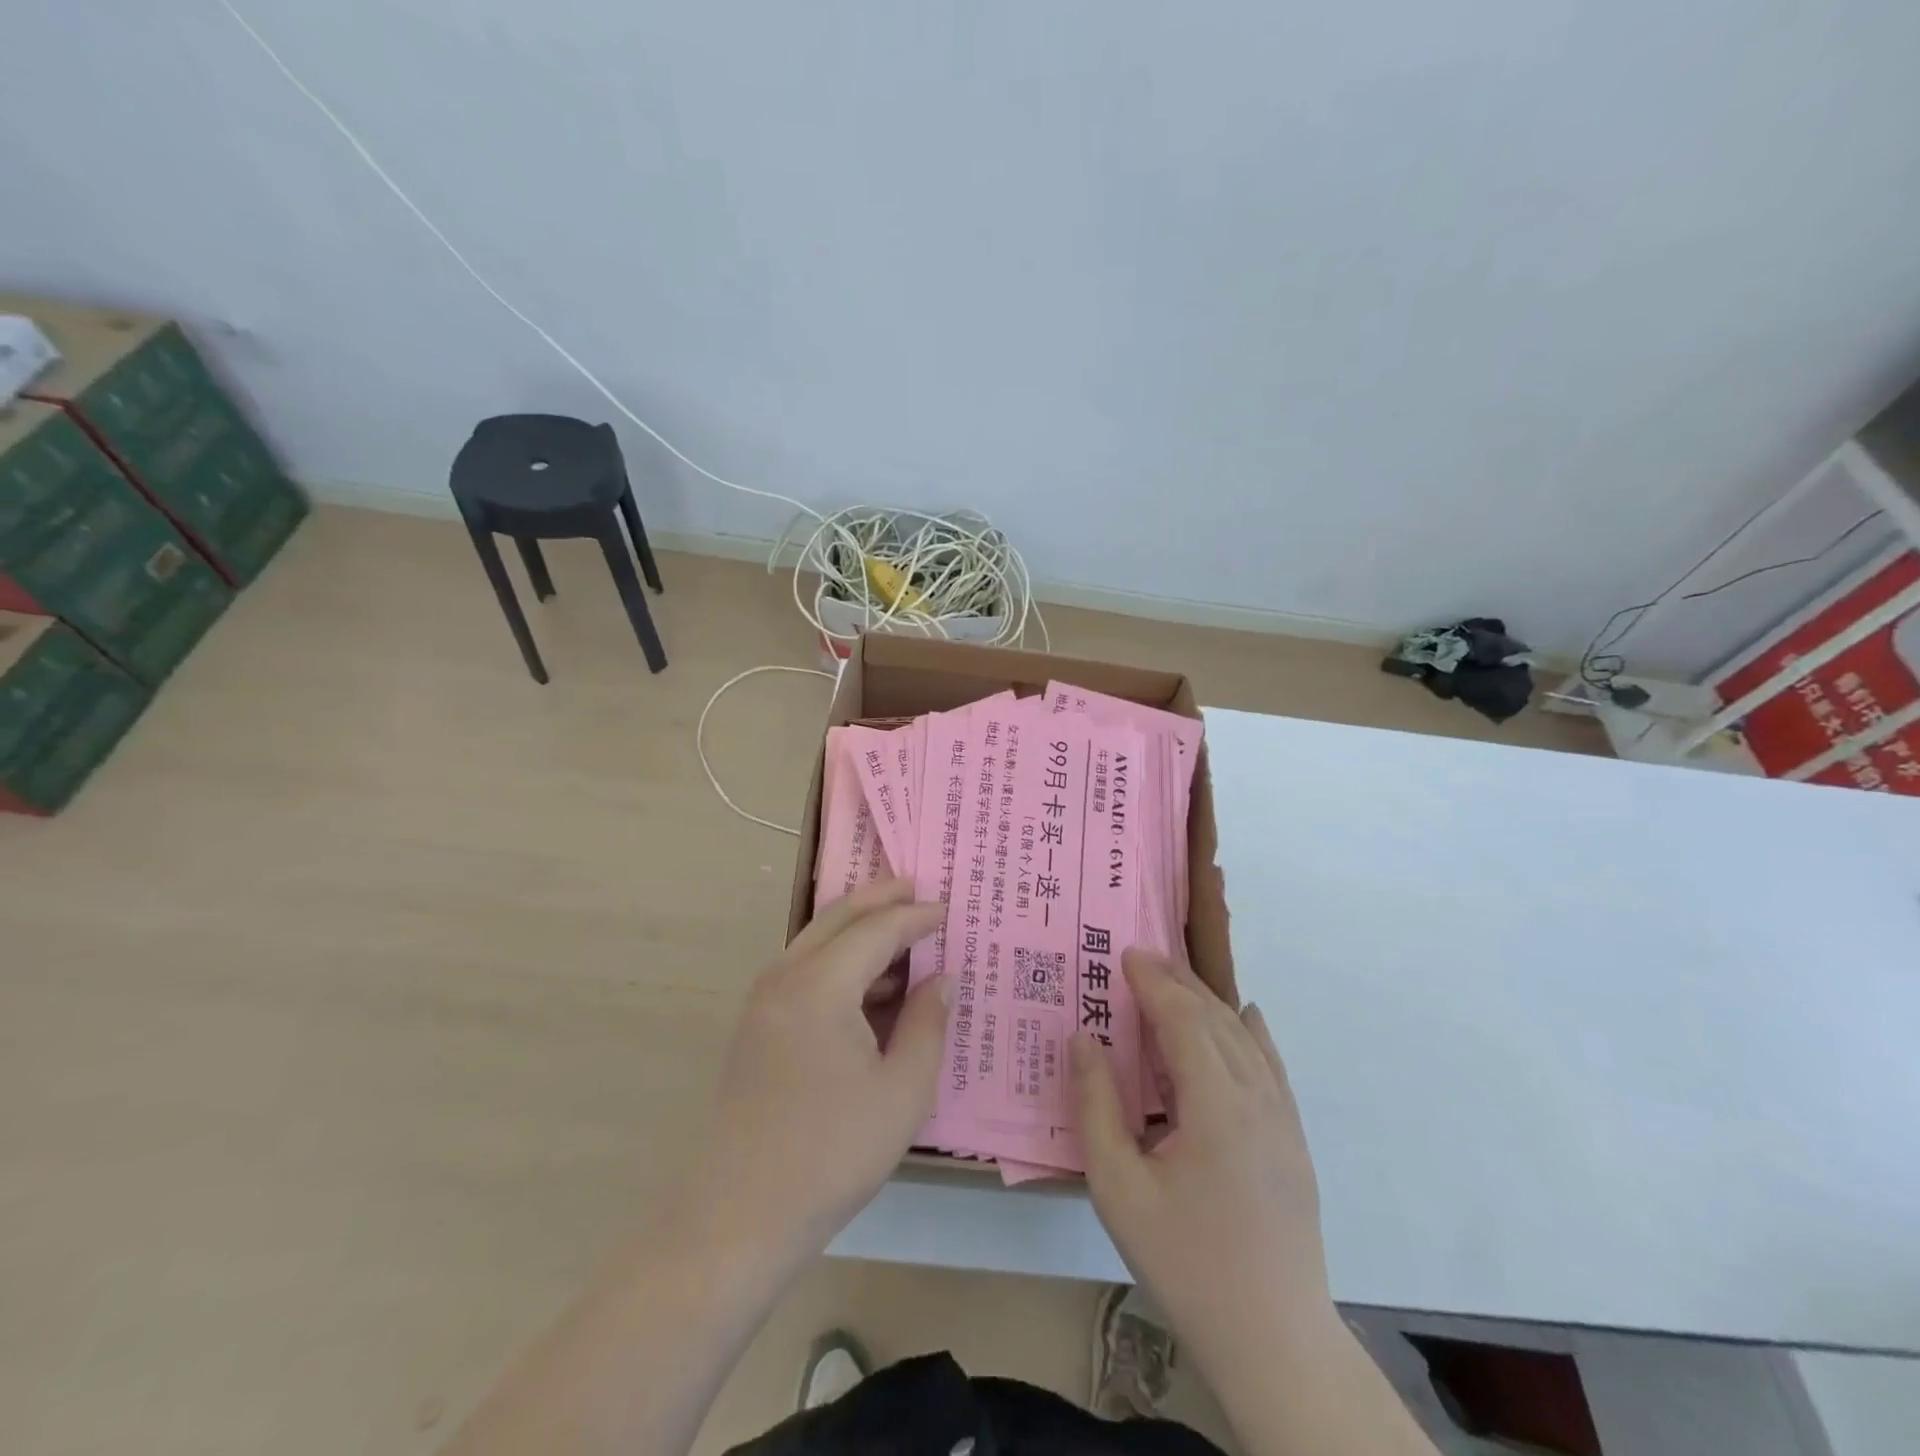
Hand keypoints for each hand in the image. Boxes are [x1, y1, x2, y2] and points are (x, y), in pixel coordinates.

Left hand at [680, 879, 949, 1265]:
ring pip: (816, 940)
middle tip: (916, 887)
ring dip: (858, 929)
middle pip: (838, 917)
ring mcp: (763, 1000)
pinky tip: (869, 985)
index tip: (948, 910)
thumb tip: (940, 978)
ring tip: (901, 934)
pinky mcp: (756, 1025)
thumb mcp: (903, 1091)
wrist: (740, 1215)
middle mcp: (785, 977)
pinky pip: (803, 969)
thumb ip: (927, 1024)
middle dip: (879, 898)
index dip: (915, 917)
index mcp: (820, 985)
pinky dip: (838, 960)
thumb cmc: (832, 1153)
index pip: (876, 930)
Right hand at [1072, 949, 1335, 1375]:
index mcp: (1215, 1104)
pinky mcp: (1293, 1138)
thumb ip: (1096, 1106)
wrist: (1273, 1339)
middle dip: (1178, 982)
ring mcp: (1282, 1117)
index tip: (1126, 954)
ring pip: (1245, 1037)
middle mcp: (1256, 1096)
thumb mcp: (1118, 1188)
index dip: (1154, 982)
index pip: (1183, 1019)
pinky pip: (1272, 1065)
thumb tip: (1083, 1038)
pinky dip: (1252, 1031)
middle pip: (1215, 1018)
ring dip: (1209, 1001)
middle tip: (1142, 957)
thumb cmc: (1185, 1261)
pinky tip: (1246, 1016)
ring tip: (1176, 979)